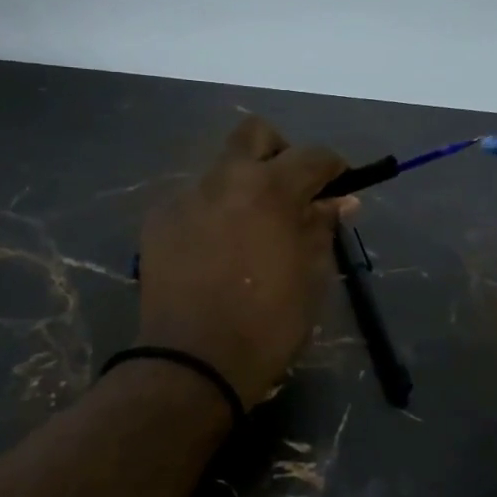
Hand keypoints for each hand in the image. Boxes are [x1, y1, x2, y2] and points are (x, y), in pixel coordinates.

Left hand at [136, 117, 353, 408]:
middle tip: (288, 191)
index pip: (312, 156)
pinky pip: (192, 201)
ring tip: (247, 229)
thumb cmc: (267, 324)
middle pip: (254, 135)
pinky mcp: (157, 221)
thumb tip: (338, 201)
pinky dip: (210, 212)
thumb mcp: (311, 278)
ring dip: (240, 185)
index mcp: (270, 189)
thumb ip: (321, 229)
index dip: (333, 167)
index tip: (338, 186)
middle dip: (278, 153)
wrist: (193, 361)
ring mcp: (185, 198)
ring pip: (219, 169)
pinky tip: (213, 250)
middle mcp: (224, 179)